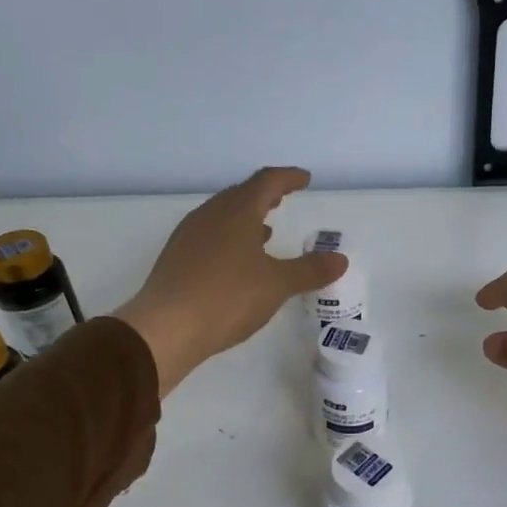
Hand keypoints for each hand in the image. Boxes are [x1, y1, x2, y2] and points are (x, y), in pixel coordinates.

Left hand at [116, 167, 345, 394]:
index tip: (304, 179)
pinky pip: (210, 237)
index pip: (266, 182)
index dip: (288, 178)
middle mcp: (210, 216)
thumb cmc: (227, 297)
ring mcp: (189, 236)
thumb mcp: (277, 285)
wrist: (166, 328)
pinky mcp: (177, 259)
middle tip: (282, 199)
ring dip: (246, 219)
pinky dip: (230, 239)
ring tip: (265, 232)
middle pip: (240, 195)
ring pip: (222, 217)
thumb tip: (340, 259)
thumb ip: (310, 270)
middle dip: (264, 195)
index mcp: (237, 212)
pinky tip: (237, 261)